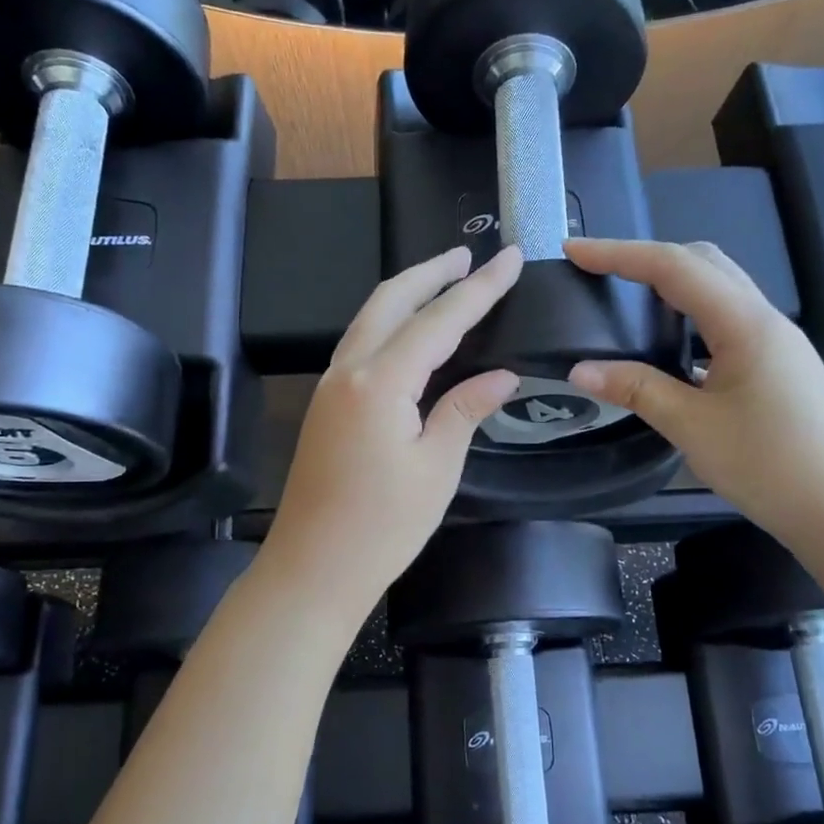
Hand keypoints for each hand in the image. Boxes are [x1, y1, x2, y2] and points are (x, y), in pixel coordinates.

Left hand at [262, 245, 521, 619]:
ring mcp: (329, 386)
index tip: (510, 258)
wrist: (313, 568)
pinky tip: (409, 331)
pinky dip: (388, 322)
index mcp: (379, 381)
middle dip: (431, 272)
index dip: (479, 288)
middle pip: (391, 300)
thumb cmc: (382, 526)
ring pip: (369, 317)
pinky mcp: (325, 405)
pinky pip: (359, 343)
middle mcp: (348, 370)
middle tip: (468, 255)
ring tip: (443, 279)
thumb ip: (465, 409)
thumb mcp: (437, 468)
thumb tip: (502, 375)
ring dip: (406, 293)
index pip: (439, 319)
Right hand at [564, 237, 823, 545]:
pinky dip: (690, 313)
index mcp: (744, 323)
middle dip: (647, 257)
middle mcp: (763, 318)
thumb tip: (579, 370)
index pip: (674, 267)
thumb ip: (636, 389)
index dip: (619, 254)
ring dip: (671, 281)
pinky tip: (669, 342)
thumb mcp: (692, 427)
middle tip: (599, 271)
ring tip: (626, 298)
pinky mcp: (777, 363)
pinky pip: (727, 318)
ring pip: (718, 288)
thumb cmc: (769, 465)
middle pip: (702, 262)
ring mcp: (775, 340)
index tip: (574, 251)